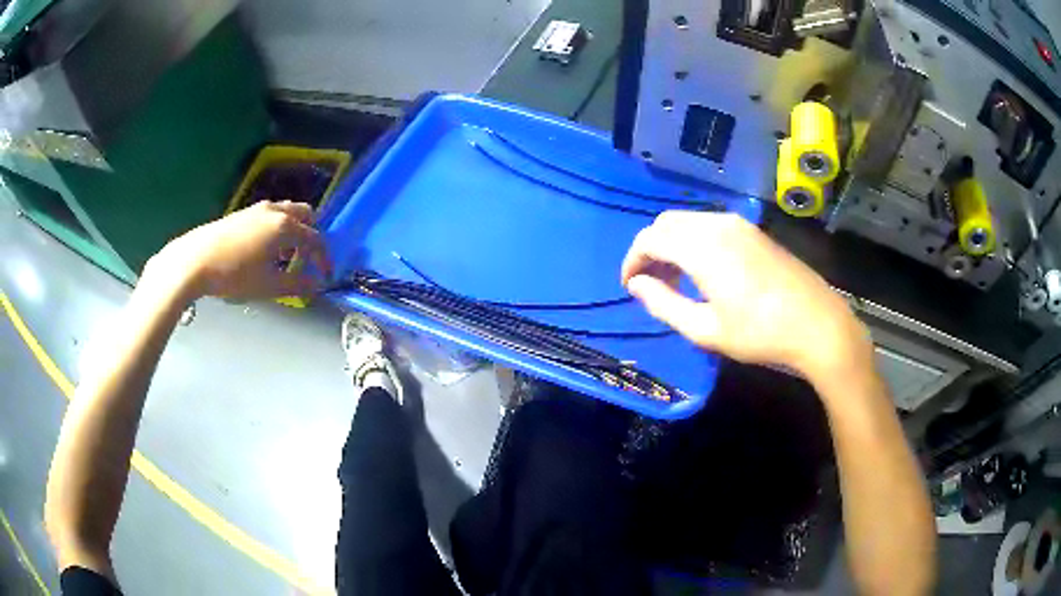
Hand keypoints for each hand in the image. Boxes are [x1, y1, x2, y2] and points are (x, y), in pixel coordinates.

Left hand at [147, 201, 332, 300]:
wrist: (194, 260)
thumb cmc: (234, 275)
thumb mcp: (269, 286)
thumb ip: (298, 284)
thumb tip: (318, 284)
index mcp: (285, 227)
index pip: (315, 239)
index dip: (324, 259)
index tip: (325, 277)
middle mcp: (275, 211)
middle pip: (305, 215)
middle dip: (311, 236)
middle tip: (307, 260)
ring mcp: (256, 209)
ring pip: (286, 213)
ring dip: (293, 231)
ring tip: (285, 257)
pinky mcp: (242, 214)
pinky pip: (270, 215)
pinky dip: (277, 229)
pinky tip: (264, 251)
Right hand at [621, 211, 871, 381]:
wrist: (817, 325)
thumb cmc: (759, 333)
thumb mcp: (705, 330)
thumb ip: (664, 304)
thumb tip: (637, 285)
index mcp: (701, 247)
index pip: (649, 239)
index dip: (632, 261)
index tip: (629, 287)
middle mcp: (717, 224)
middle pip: (666, 223)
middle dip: (650, 250)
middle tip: (651, 284)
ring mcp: (739, 224)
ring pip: (688, 222)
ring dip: (672, 245)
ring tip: (675, 280)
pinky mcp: (753, 231)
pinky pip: (710, 226)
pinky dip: (694, 242)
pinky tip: (703, 272)